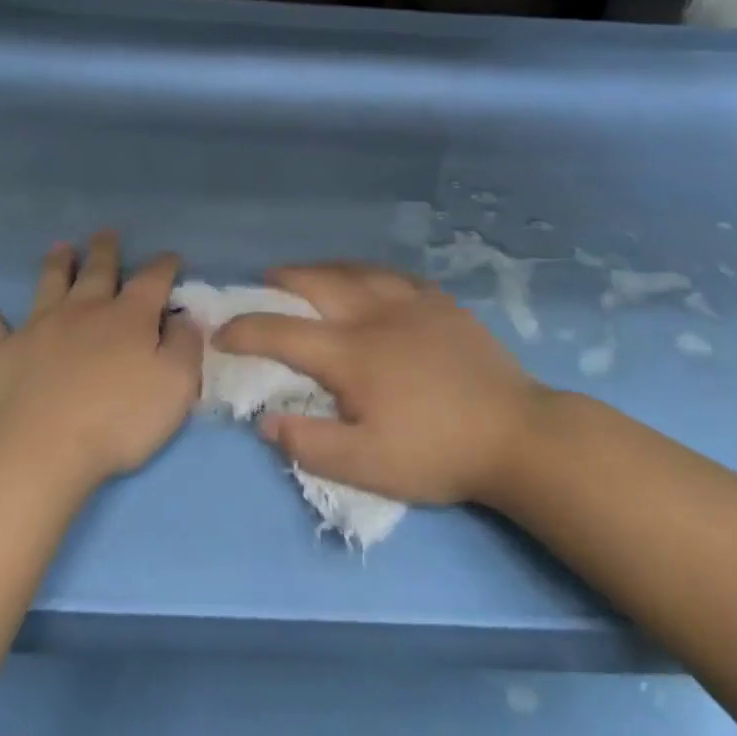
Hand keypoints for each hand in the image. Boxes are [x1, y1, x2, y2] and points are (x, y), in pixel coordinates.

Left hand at [0, 231, 201, 492]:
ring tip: (61, 247)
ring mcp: (36, 328)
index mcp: (129, 318)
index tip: (170, 257)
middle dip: (105, 252)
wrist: (37, 450)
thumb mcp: (176, 385)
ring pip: (48, 285)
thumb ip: (185, 346)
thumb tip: (184, 317)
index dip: (164, 266)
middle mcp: (83, 311)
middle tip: (106, 233)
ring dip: (56, 264)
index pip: (152, 280)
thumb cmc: (117, 421)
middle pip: (97, 272)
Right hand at [214, 264, 556, 506]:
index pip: (281, 332)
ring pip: (357, 271)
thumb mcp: (366, 466)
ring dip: (324, 269)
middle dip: (283, 280)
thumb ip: (309, 443)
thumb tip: (265, 421)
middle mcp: (375, 316)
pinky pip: (396, 276)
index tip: (221, 333)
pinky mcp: (443, 305)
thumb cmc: (436, 452)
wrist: (515, 434)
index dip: (244, 330)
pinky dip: (370, 273)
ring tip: (309, 274)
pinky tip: (371, 280)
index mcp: (351, 353)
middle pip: (318, 283)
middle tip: (264, 281)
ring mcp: (413, 304)